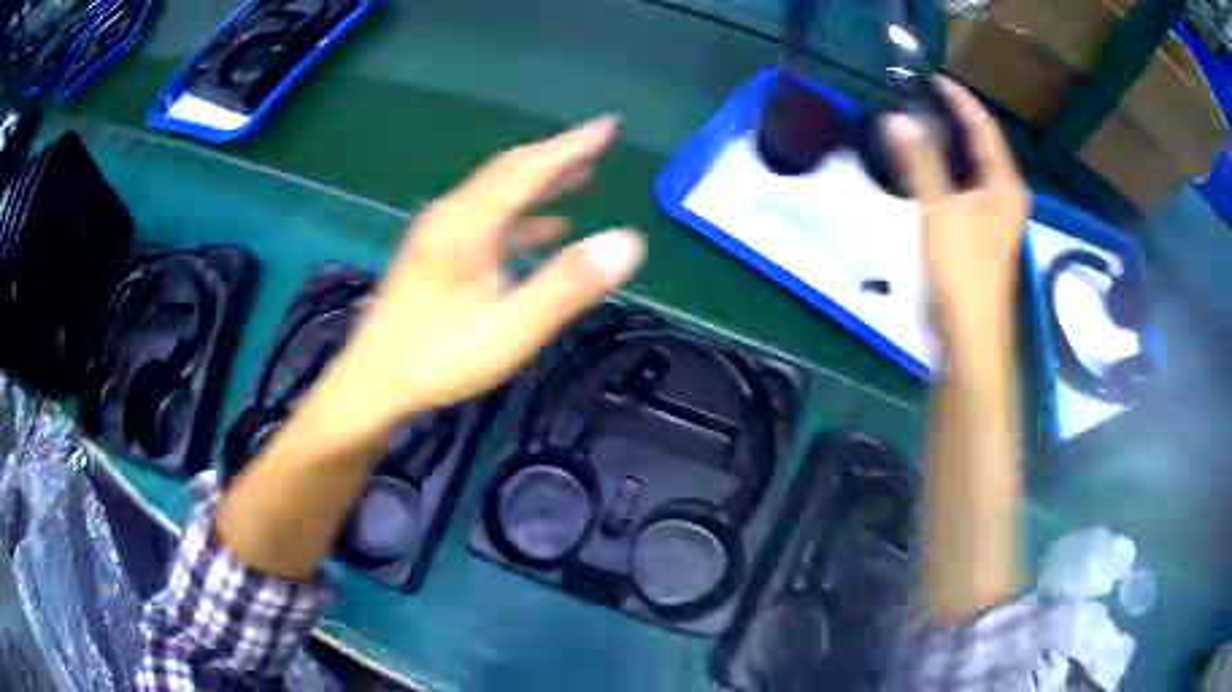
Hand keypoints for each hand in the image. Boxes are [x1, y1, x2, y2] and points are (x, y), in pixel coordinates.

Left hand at [323, 116, 644, 433]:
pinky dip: (521, 218)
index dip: (572, 145)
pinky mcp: (436, 256)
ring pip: (498, 194)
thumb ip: (569, 283)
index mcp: (469, 223)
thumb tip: (628, 241)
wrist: (374, 384)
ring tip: (581, 177)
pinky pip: (487, 222)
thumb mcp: (511, 327)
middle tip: (599, 143)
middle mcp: (453, 216)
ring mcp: (440, 235)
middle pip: (510, 172)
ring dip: (541, 184)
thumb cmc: (440, 357)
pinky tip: (546, 228)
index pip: (529, 168)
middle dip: (558, 155)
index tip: (609, 125)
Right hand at [888, 77, 1027, 335]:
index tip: (932, 79)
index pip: (984, 129)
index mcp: (1005, 186)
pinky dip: (945, 172)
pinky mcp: (980, 236)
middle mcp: (1005, 197)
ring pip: (972, 169)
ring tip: (918, 124)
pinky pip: (963, 189)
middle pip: (982, 146)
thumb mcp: (939, 211)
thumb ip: (920, 162)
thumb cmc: (962, 273)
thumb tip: (897, 118)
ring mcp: (994, 219)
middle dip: (955, 120)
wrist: (969, 338)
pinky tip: (924, 168)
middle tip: (920, 98)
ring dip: (949, 146)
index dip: (960, 101)